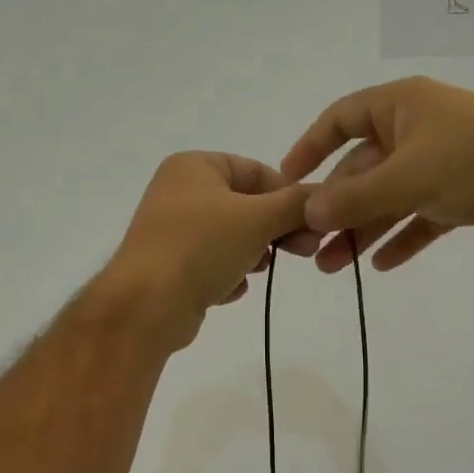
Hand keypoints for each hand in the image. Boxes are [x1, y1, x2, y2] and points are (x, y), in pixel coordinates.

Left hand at [100, 153, 318, 348]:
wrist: (147, 305)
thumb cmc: (201, 247)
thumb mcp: (258, 218)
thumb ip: (297, 204)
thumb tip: (326, 198)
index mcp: (194, 167)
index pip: (257, 171)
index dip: (289, 196)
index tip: (314, 224)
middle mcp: (179, 193)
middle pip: (245, 206)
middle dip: (276, 230)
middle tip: (305, 251)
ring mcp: (173, 232)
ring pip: (231, 238)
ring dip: (253, 255)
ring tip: (259, 270)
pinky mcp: (171, 268)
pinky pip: (212, 265)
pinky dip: (227, 276)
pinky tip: (229, 289)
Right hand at [281, 77, 473, 272]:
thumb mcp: (406, 177)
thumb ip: (355, 198)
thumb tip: (308, 212)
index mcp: (401, 107)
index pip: (341, 118)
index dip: (311, 147)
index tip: (287, 180)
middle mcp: (417, 131)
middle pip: (362, 169)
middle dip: (336, 208)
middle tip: (310, 245)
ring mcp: (440, 163)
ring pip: (389, 199)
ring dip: (362, 231)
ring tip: (334, 267)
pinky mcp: (461, 195)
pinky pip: (419, 218)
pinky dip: (401, 239)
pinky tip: (380, 265)